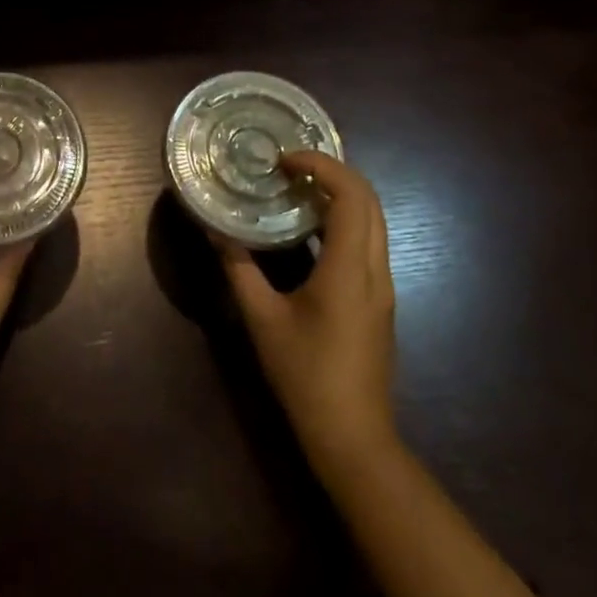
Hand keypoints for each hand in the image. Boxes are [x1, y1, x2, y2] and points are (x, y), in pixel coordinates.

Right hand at [215, 151, 397, 478]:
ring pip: (373, 221)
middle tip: (290, 167)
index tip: (286, 160)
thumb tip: (215, 230)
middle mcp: (374, 270)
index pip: (351, 196)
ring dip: (341, 195)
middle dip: (334, 172)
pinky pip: (368, 242)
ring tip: (297, 189)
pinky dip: (344, 220)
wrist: (353, 436)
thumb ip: (239, 269)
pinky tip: (309, 230)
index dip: (323, 166)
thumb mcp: (262, 319)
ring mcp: (382, 286)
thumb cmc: (306, 375)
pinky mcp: (379, 300)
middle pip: (370, 201)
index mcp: (348, 269)